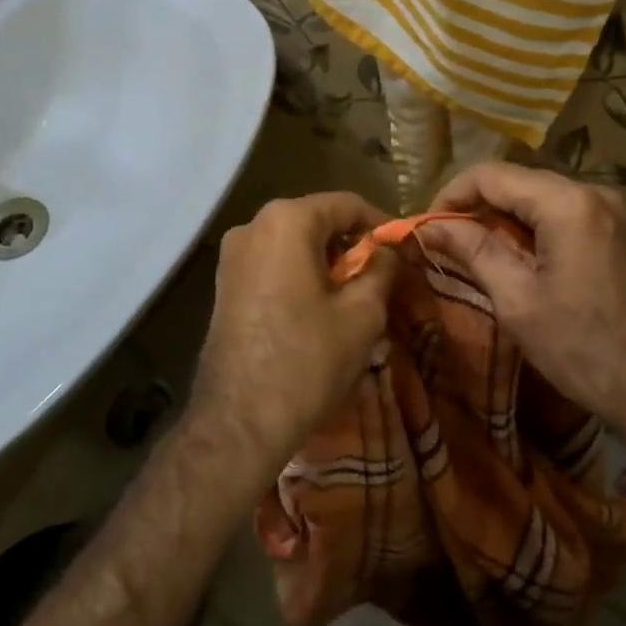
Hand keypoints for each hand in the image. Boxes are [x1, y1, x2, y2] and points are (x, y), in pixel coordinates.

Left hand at [192, 192, 395, 466]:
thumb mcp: (362, 314)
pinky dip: (299, 274)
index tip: (403, 250)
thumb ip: (381, 270)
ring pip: (292, 243)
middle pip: (315, 220)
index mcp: (287, 221)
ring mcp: (231, 256)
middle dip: (351, 243)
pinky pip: (271, 264)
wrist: (239, 420)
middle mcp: (253, 226)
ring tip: (353, 295)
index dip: (380, 224)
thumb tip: (388, 253)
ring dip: (325, 260)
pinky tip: (317, 307)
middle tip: (380, 275)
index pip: (346, 204)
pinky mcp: (223, 285)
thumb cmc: (308, 359)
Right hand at [421, 163, 625, 450]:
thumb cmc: (582, 348)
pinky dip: (531, 228)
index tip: (427, 229)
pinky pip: (562, 213)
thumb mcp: (517, 300)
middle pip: (517, 181)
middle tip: (445, 243)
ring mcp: (610, 211)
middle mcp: (592, 192)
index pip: (492, 175)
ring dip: (502, 218)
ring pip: (538, 197)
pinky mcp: (617, 231)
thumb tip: (432, 227)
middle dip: (476, 207)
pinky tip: (514, 257)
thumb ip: (474, 251)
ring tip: (473, 252)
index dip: (451, 196)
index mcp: (567, 203)